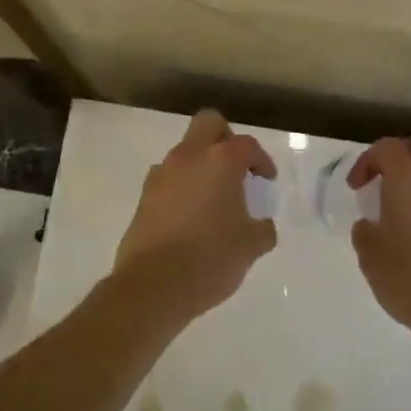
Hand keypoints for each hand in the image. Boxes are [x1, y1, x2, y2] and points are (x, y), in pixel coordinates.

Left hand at [111, 110, 276, 321]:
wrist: (153, 286)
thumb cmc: (210, 259)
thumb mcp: (251, 246)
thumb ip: (262, 229)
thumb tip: (260, 225)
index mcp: (220, 161)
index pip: (246, 145)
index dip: (261, 160)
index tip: (266, 180)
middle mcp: (188, 158)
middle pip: (208, 124)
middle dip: (226, 139)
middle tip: (237, 168)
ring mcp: (161, 175)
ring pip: (185, 151)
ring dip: (202, 165)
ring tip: (214, 200)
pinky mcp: (144, 197)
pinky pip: (169, 179)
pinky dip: (183, 187)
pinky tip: (192, 218)